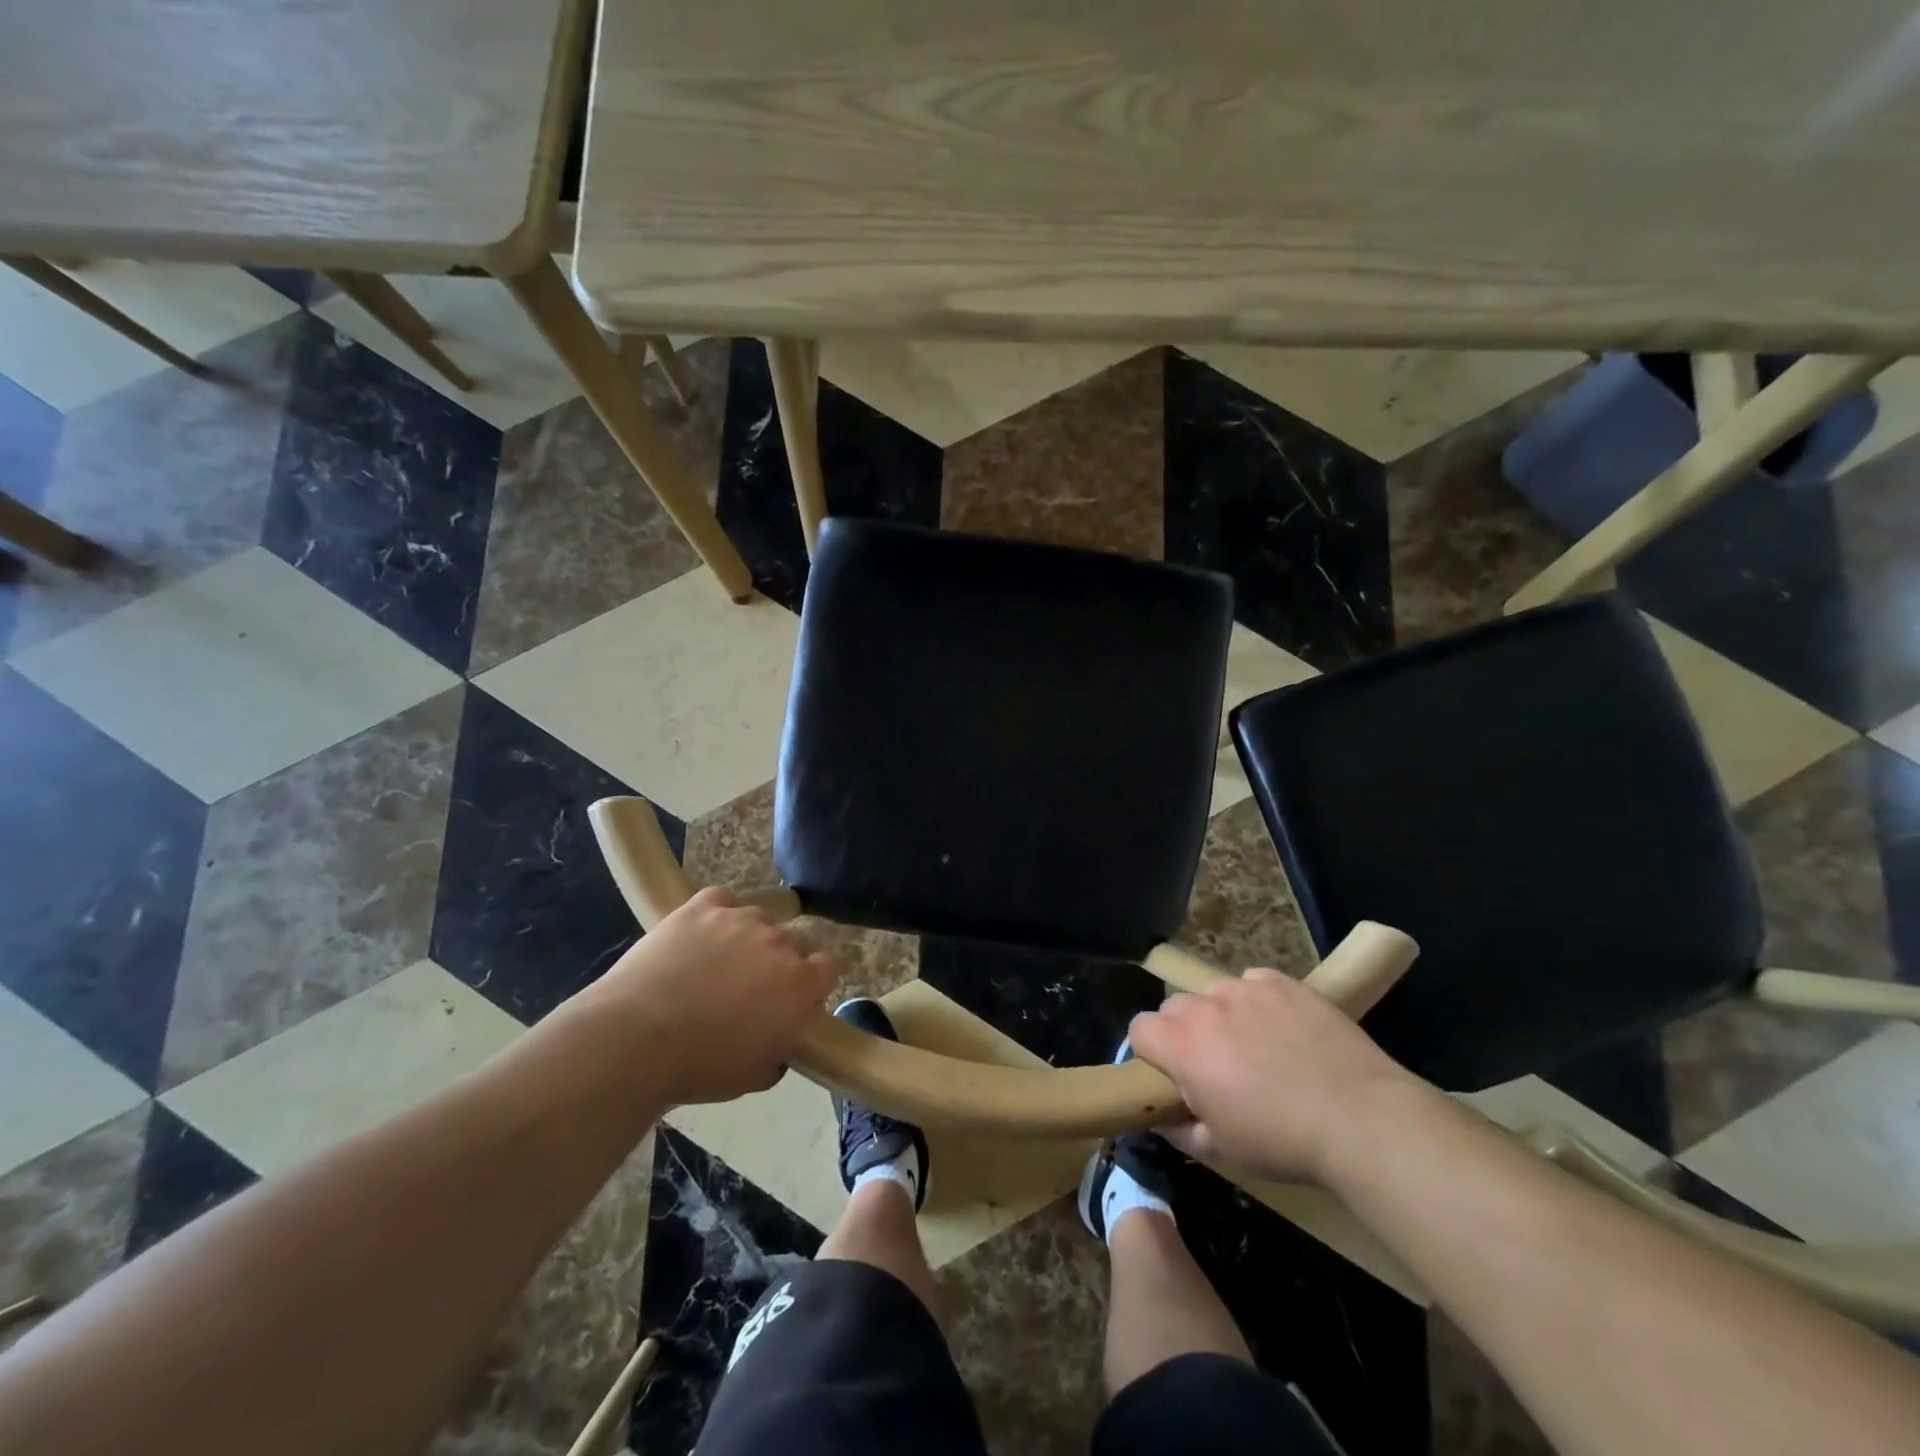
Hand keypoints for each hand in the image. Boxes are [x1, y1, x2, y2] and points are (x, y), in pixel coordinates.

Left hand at [583, 887, 836, 1104]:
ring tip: (716, 961)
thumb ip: (780, 1048)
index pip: (827, 966)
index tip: (792, 999)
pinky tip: (698, 934)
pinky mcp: (702, 906)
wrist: (636, 1038)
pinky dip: (715, 915)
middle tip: (750, 986)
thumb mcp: (755, 1075)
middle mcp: (779, 942)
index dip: (810, 981)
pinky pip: (720, 901)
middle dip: (779, 960)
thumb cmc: (701, 1066)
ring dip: (747, 937)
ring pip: (758, 918)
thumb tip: (779, 1038)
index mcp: (800, 983)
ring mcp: (740, 918)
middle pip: (793, 940)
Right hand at [1128, 967, 1424, 1183]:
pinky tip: (1285, 1030)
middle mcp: (1206, 1006)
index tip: (1172, 1074)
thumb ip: (1181, 1130)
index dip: (1150, 1052)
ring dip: (1223, 1016)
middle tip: (1217, 1065)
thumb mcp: (1221, 1151)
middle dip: (1186, 1032)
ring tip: (1257, 1047)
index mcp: (1182, 1045)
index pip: (1139, 1028)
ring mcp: (1245, 988)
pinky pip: (1254, 983)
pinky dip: (1259, 1002)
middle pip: (1176, 1007)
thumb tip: (1164, 1116)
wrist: (1361, 1119)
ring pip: (1216, 993)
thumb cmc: (1282, 1141)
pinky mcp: (1282, 982)